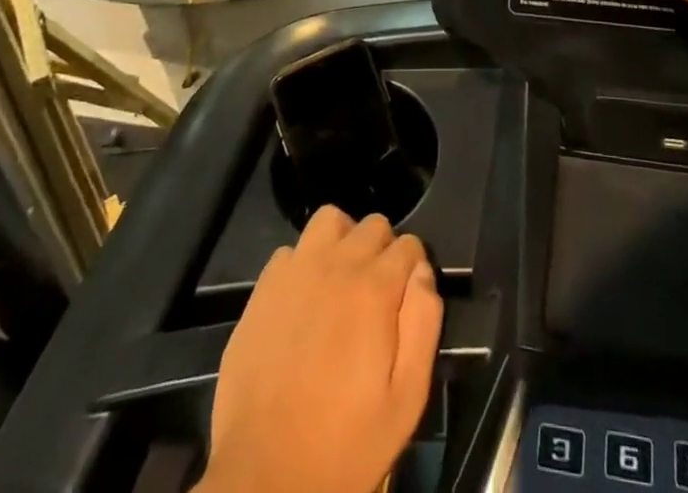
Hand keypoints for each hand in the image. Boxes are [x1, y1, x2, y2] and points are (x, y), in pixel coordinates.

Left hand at [200, 207, 442, 492]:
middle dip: (383, 252)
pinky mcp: (262, 290)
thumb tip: (423, 273)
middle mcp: (336, 265)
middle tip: (377, 298)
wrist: (265, 479)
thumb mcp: (407, 398)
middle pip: (373, 225)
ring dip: (343, 242)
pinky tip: (303, 302)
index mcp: (375, 288)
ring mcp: (295, 272)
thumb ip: (424, 323)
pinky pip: (290, 252)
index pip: (410, 245)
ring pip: (330, 221)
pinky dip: (304, 265)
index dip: (414, 270)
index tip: (406, 302)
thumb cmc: (345, 444)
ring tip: (341, 283)